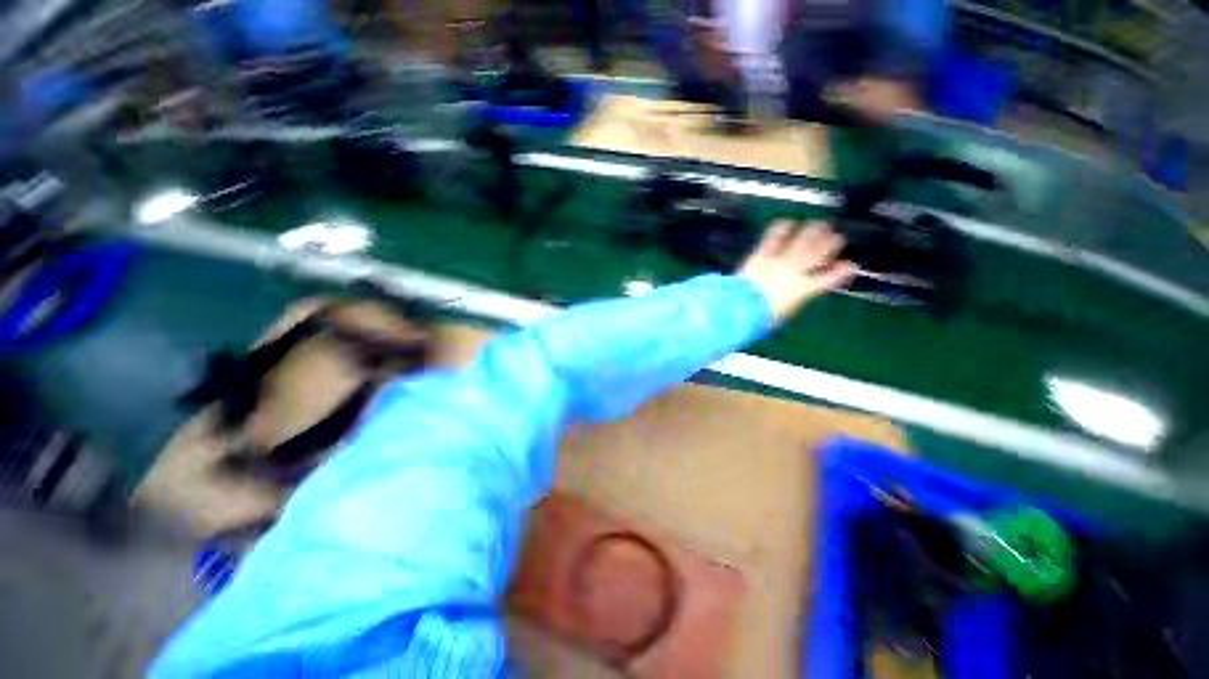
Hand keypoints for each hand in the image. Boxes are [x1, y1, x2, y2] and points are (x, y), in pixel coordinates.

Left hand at [738, 220, 855, 323]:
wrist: (742, 308)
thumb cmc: (762, 318)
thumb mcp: (784, 313)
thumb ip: (793, 300)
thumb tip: (795, 295)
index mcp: (805, 290)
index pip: (830, 278)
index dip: (842, 271)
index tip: (850, 265)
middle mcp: (796, 272)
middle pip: (818, 253)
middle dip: (831, 243)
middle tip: (837, 237)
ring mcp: (778, 261)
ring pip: (801, 241)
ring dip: (813, 231)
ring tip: (820, 224)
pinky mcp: (760, 256)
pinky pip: (772, 238)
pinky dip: (780, 229)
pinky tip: (785, 222)